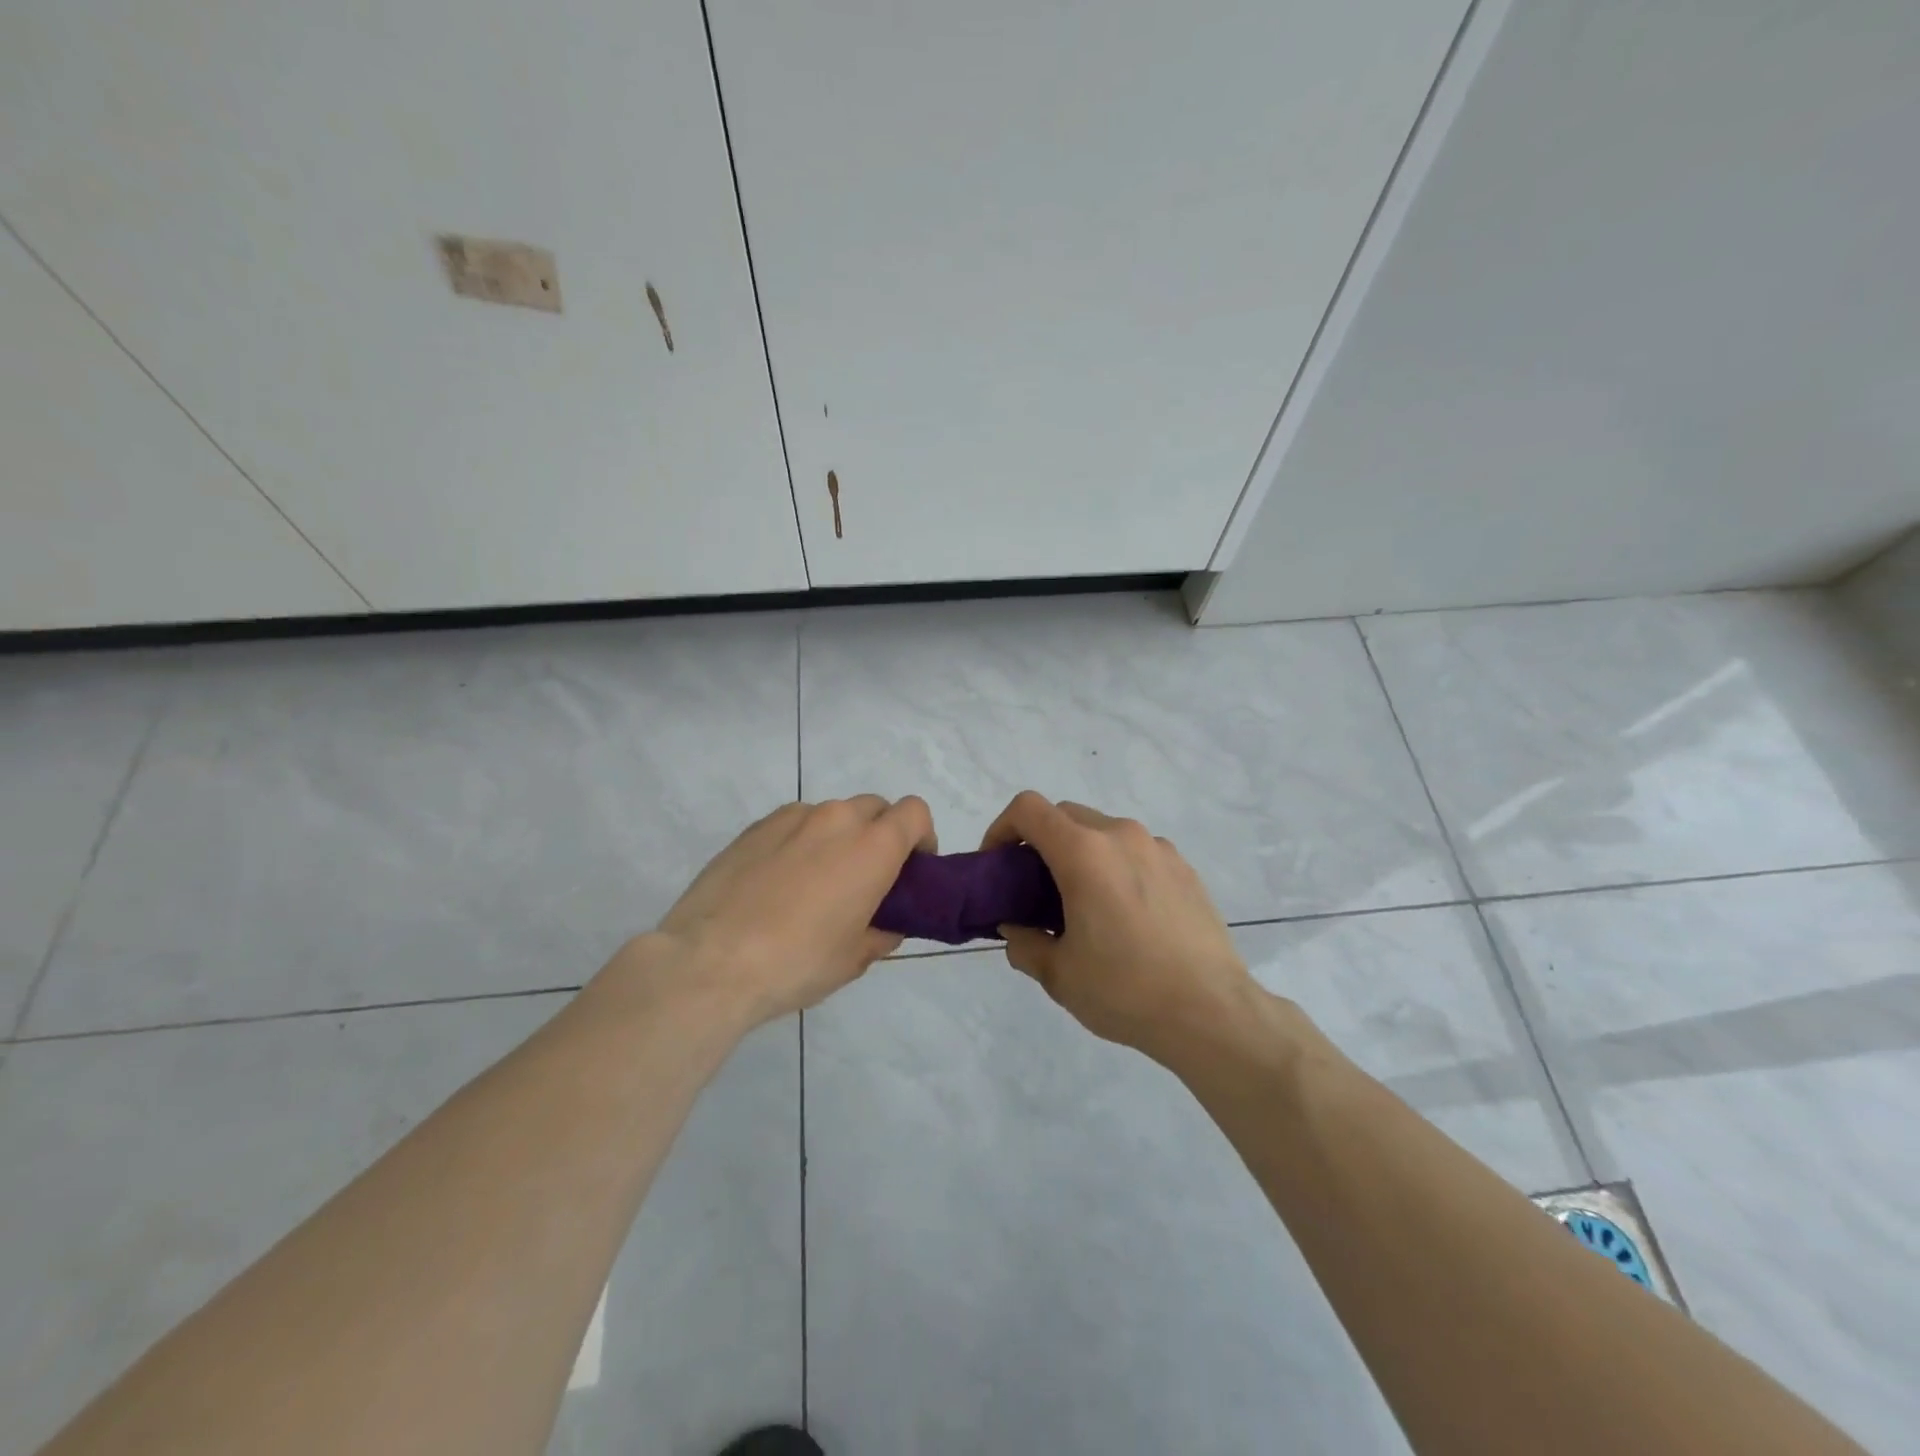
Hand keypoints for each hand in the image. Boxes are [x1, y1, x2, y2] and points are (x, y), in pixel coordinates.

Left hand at [641, 795, 935, 1026]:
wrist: (709, 961)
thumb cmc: (796, 962)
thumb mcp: (853, 959)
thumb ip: (881, 933)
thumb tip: (885, 925)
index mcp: (872, 847)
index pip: (914, 812)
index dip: (921, 836)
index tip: (911, 869)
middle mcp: (836, 819)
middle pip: (875, 807)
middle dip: (881, 834)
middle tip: (866, 878)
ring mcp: (792, 818)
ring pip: (832, 814)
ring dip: (838, 837)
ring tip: (816, 882)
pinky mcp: (755, 827)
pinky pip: (794, 824)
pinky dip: (801, 841)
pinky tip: (779, 882)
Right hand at [981, 790, 1258, 1066]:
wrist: (1211, 1012)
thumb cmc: (1125, 990)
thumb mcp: (1058, 974)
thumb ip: (1023, 943)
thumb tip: (1016, 929)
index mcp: (1084, 853)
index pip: (1028, 809)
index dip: (1001, 828)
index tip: (997, 864)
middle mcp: (1121, 836)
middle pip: (1065, 815)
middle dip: (1040, 842)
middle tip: (1034, 889)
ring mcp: (1158, 848)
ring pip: (1103, 832)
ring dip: (1080, 854)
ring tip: (1083, 905)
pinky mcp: (1184, 868)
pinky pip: (1136, 852)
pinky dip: (1116, 867)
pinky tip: (1125, 915)